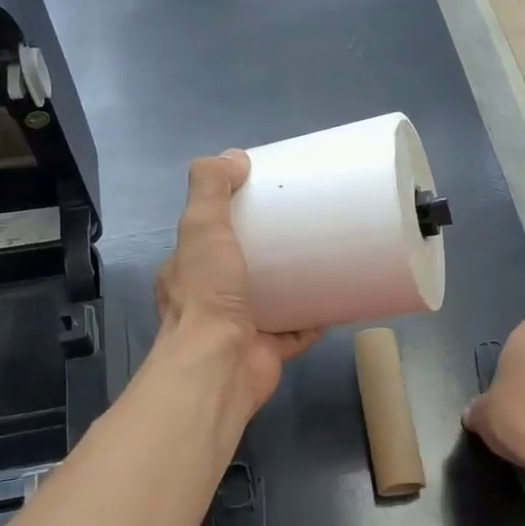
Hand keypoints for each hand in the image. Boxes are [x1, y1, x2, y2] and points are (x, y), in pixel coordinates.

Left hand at [155, 151, 320, 419]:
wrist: (219, 368)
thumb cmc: (207, 295)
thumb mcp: (201, 226)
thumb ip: (211, 187)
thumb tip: (235, 157)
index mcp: (187, 272)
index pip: (207, 237)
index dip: (232, 217)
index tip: (266, 200)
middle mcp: (208, 302)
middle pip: (242, 268)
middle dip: (269, 251)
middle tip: (303, 227)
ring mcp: (238, 329)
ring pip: (270, 300)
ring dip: (294, 284)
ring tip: (325, 258)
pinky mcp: (267, 352)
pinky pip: (296, 331)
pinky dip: (314, 317)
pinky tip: (337, 300)